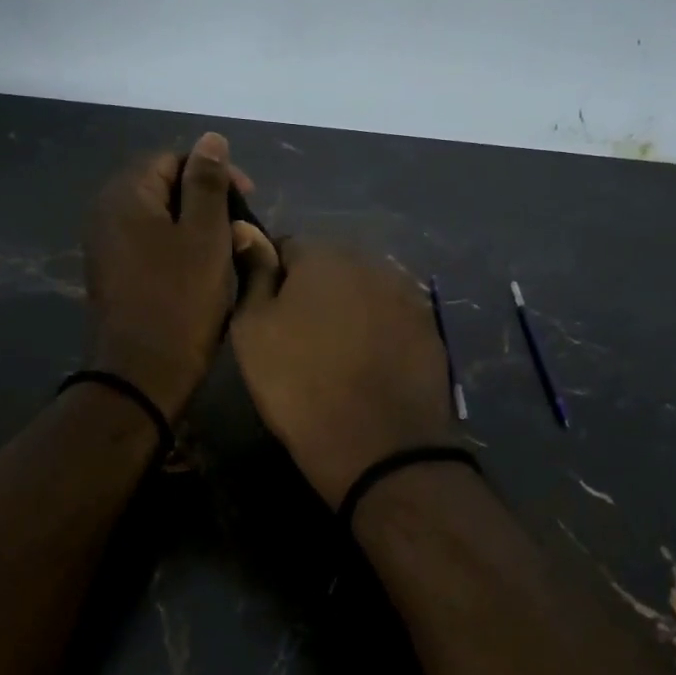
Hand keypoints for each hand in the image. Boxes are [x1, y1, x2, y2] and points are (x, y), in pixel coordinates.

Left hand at [84, 132, 250, 420]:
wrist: (142, 374)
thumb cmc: (180, 299)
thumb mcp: (204, 235)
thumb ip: (207, 183)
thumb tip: (210, 139)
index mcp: (126, 195)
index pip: (173, 159)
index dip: (214, 172)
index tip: (247, 199)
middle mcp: (107, 213)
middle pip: (164, 186)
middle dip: (208, 200)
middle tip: (242, 228)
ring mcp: (107, 246)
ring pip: (161, 218)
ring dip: (198, 227)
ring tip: (229, 250)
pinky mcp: (115, 274)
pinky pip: (152, 245)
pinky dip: (180, 249)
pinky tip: (205, 271)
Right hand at [229, 235, 454, 506]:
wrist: (379, 445)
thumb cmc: (300, 384)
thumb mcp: (254, 330)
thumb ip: (254, 274)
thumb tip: (246, 229)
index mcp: (324, 254)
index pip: (286, 246)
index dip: (271, 278)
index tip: (267, 315)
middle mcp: (371, 261)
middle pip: (330, 267)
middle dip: (313, 291)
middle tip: (299, 338)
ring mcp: (407, 293)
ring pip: (363, 292)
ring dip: (348, 310)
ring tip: (336, 355)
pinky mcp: (429, 327)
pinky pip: (391, 318)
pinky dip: (378, 332)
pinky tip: (369, 366)